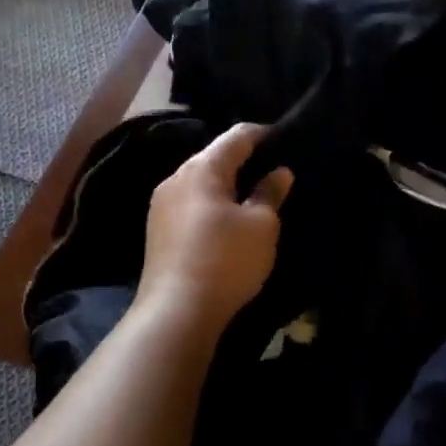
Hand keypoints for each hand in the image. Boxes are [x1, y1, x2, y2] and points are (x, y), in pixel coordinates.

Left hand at [136, 123, 292, 335]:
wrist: (176, 311)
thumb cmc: (226, 260)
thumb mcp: (261, 226)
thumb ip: (270, 193)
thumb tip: (279, 172)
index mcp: (202, 168)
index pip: (237, 136)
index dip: (264, 134)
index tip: (287, 140)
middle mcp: (176, 178)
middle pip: (215, 157)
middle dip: (244, 160)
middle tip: (275, 171)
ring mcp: (161, 205)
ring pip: (201, 183)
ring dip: (227, 185)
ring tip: (254, 196)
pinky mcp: (158, 231)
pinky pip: (191, 205)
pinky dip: (212, 205)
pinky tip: (228, 221)